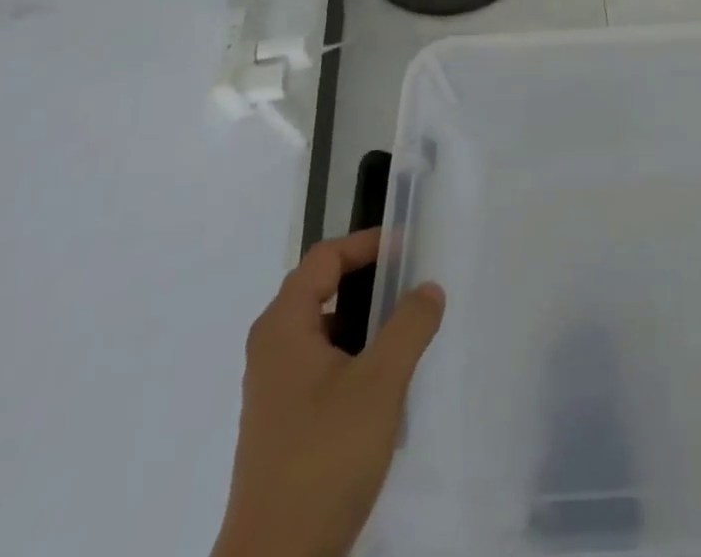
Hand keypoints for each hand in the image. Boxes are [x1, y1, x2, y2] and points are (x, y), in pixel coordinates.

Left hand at [213, 230, 444, 556]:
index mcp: (284, 326)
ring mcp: (275, 388)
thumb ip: (409, 326)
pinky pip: (323, 365)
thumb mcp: (380, 383)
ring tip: (408, 329)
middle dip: (368, 280)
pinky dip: (354, 356)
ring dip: (365, 321)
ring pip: (324, 330)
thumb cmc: (324, 457)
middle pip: (321, 289)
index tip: (408, 246)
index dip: (366, 244)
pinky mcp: (284, 422)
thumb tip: (428, 287)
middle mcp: (272, 347)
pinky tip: (386, 383)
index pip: (324, 258)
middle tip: (412, 281)